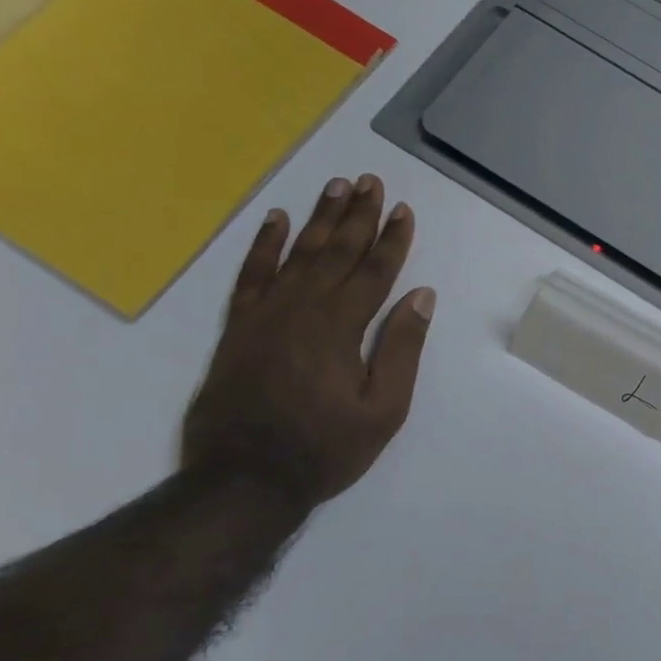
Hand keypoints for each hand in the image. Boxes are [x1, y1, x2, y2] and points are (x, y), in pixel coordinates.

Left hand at [182, 175, 434, 506]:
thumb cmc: (325, 448)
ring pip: (298, 253)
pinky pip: (252, 273)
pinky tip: (277, 220)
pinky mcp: (239, 326)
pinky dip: (264, 245)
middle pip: (337, 251)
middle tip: (371, 182)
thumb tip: (421, 296)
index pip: (375, 272)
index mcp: (342, 327)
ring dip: (320, 218)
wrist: (244, 478)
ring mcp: (266, 314)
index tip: (404, 210)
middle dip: (358, 215)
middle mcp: (303, 308)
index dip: (392, 240)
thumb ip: (402, 349)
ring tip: (336, 187)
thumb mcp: (384, 409)